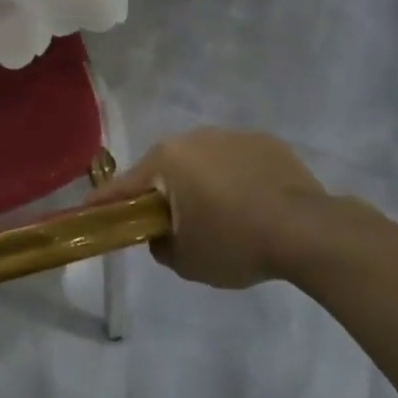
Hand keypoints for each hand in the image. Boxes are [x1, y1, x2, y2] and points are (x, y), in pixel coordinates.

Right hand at [98, 128, 357, 288]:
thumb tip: (162, 234)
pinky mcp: (265, 141)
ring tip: (222, 215)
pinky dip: (235, 178)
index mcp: (166, 161)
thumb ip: (161, 246)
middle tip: (171, 223)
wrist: (309, 231)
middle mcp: (193, 138)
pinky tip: (253, 204)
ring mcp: (231, 136)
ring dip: (201, 183)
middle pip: (165, 169)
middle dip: (163, 193)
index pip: (123, 186)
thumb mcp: (186, 261)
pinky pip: (237, 161)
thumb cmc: (236, 243)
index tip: (88, 211)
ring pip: (202, 161)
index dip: (104, 203)